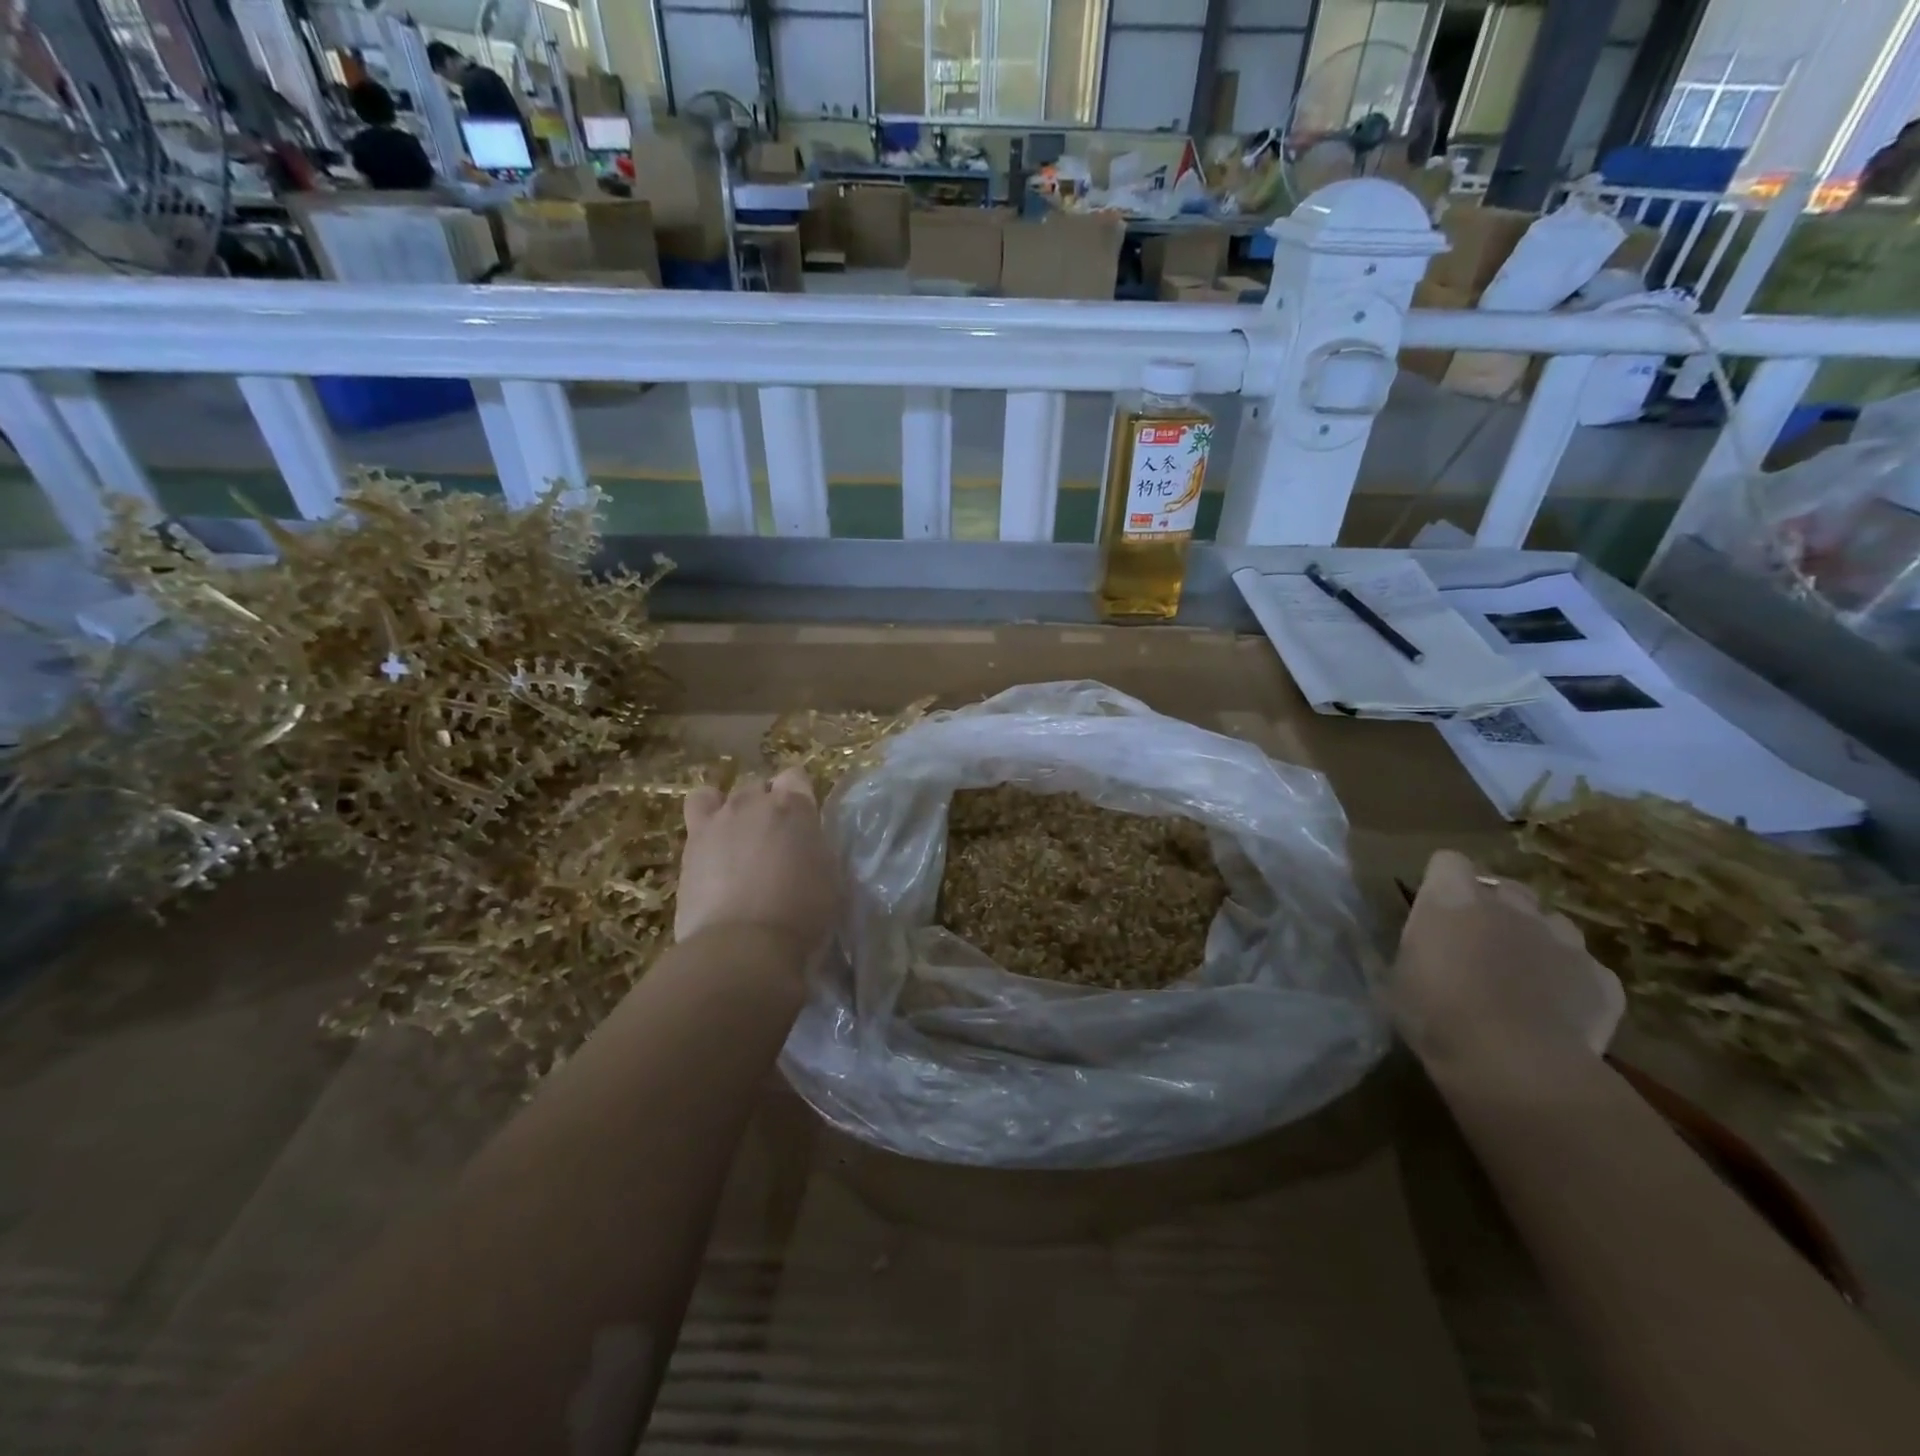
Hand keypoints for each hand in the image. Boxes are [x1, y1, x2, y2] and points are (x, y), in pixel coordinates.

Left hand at [676, 768, 837, 957]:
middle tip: (772, 839)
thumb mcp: (830, 878)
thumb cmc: (801, 915)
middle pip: (758, 786)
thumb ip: (816, 849)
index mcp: (795, 808)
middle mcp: (755, 803)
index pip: (796, 777)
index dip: (799, 796)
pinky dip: (704, 824)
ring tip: (735, 840)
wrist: (743, 944)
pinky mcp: (691, 842)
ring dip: (730, 810)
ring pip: (721, 795)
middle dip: (764, 804)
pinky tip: (711, 851)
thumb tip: (806, 845)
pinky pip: (695, 812)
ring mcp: (719, 819)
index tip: (802, 823)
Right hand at [1388, 850, 1624, 1078]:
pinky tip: (1556, 1013)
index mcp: (1454, 898)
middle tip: (1478, 947)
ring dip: (1535, 942)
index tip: (1436, 910)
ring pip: (1550, 925)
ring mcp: (1564, 939)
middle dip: (1494, 910)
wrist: (1515, 1065)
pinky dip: (1572, 984)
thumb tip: (1417, 945)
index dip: (1443, 882)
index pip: (1448, 861)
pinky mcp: (1603, 979)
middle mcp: (1511, 905)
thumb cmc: (1436, 1015)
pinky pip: (1585, 970)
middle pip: (1505, 889)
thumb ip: (1414, 948)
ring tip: (1522, 980)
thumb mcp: (1397, 978)